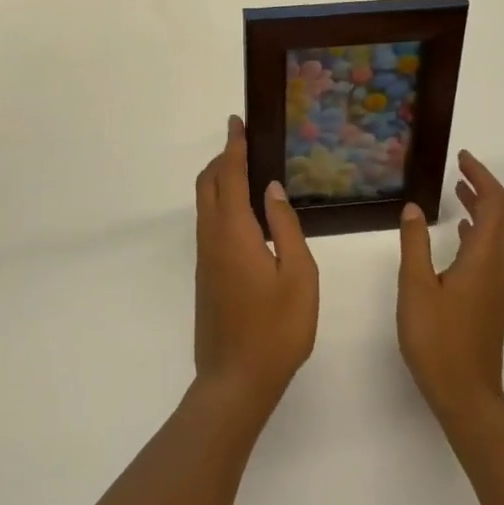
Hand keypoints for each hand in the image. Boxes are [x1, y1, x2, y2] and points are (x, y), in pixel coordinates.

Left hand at [194, 116, 318, 421]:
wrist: (234, 382)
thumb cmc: (276, 330)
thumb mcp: (298, 276)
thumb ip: (286, 227)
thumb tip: (272, 189)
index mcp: (234, 232)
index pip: (230, 176)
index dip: (234, 147)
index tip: (237, 122)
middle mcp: (212, 238)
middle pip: (208, 184)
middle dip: (222, 158)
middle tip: (244, 144)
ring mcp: (205, 258)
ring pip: (205, 204)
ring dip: (219, 180)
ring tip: (246, 171)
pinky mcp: (205, 275)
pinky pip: (208, 222)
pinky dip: (220, 202)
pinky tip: (243, 214)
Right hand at [397, 151, 503, 430]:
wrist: (466, 396)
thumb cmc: (438, 340)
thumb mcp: (416, 287)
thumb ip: (415, 244)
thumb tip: (414, 208)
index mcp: (486, 258)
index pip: (496, 205)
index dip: (482, 177)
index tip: (463, 158)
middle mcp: (500, 267)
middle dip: (485, 187)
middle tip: (461, 168)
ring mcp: (498, 285)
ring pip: (500, 234)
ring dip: (483, 208)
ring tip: (459, 191)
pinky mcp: (491, 299)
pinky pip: (492, 251)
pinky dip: (479, 230)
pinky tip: (460, 232)